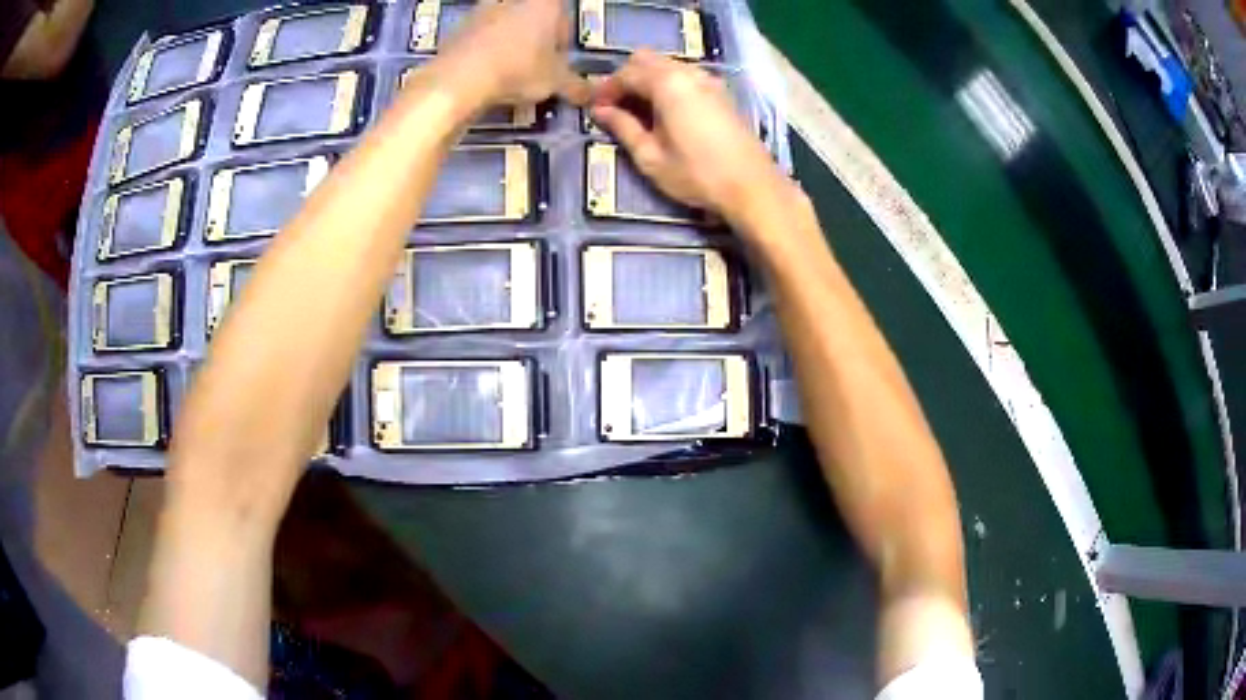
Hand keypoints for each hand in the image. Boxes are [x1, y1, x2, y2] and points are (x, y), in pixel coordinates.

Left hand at [437, 0, 587, 105]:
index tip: (558, 59)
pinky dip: (486, 50)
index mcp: (545, 3)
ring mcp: (483, 9)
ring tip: (509, 72)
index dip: (562, 38)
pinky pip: (480, 36)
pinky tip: (486, 72)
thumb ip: (576, 86)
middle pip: (532, 17)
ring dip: (510, 43)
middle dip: (536, 38)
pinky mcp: (459, 26)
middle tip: (535, 66)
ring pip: (505, 24)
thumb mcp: (555, 82)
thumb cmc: (518, 70)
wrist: (459, 78)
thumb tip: (592, 95)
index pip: (563, 14)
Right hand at [590, 50, 793, 229]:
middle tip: (615, 106)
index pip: (626, 73)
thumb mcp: (651, 157)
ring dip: (647, 80)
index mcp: (667, 84)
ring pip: (667, 65)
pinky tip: (664, 111)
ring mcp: (708, 80)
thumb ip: (623, 128)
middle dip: (626, 78)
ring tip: (637, 111)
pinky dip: (668, 84)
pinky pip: (685, 75)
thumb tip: (601, 111)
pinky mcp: (721, 93)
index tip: (594, 109)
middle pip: (646, 59)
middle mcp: (688, 73)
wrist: (752, 186)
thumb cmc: (697, 175)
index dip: (606, 89)